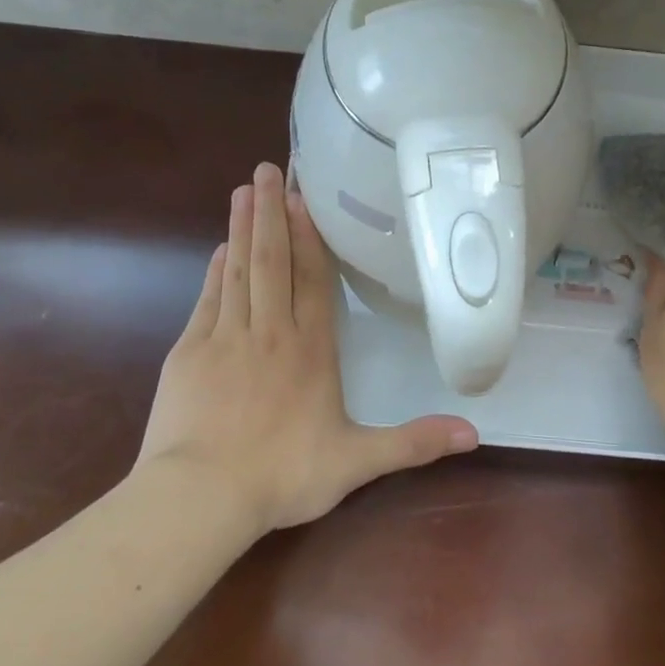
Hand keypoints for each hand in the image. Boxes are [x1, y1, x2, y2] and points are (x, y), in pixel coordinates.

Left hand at [138, 162, 478, 530]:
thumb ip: (414, 443)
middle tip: (267, 169)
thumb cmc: (283, 475)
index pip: (314, 280)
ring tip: (242, 190)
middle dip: (271, 213)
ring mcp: (225, 338)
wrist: (200, 496)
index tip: (302, 197)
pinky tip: (218, 251)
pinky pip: (208, 299)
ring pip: (238, 271)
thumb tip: (475, 433)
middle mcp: (270, 332)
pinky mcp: (189, 352)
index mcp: (310, 350)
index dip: (310, 237)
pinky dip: (215, 271)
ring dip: (242, 229)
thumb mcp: (358, 462)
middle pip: (272, 261)